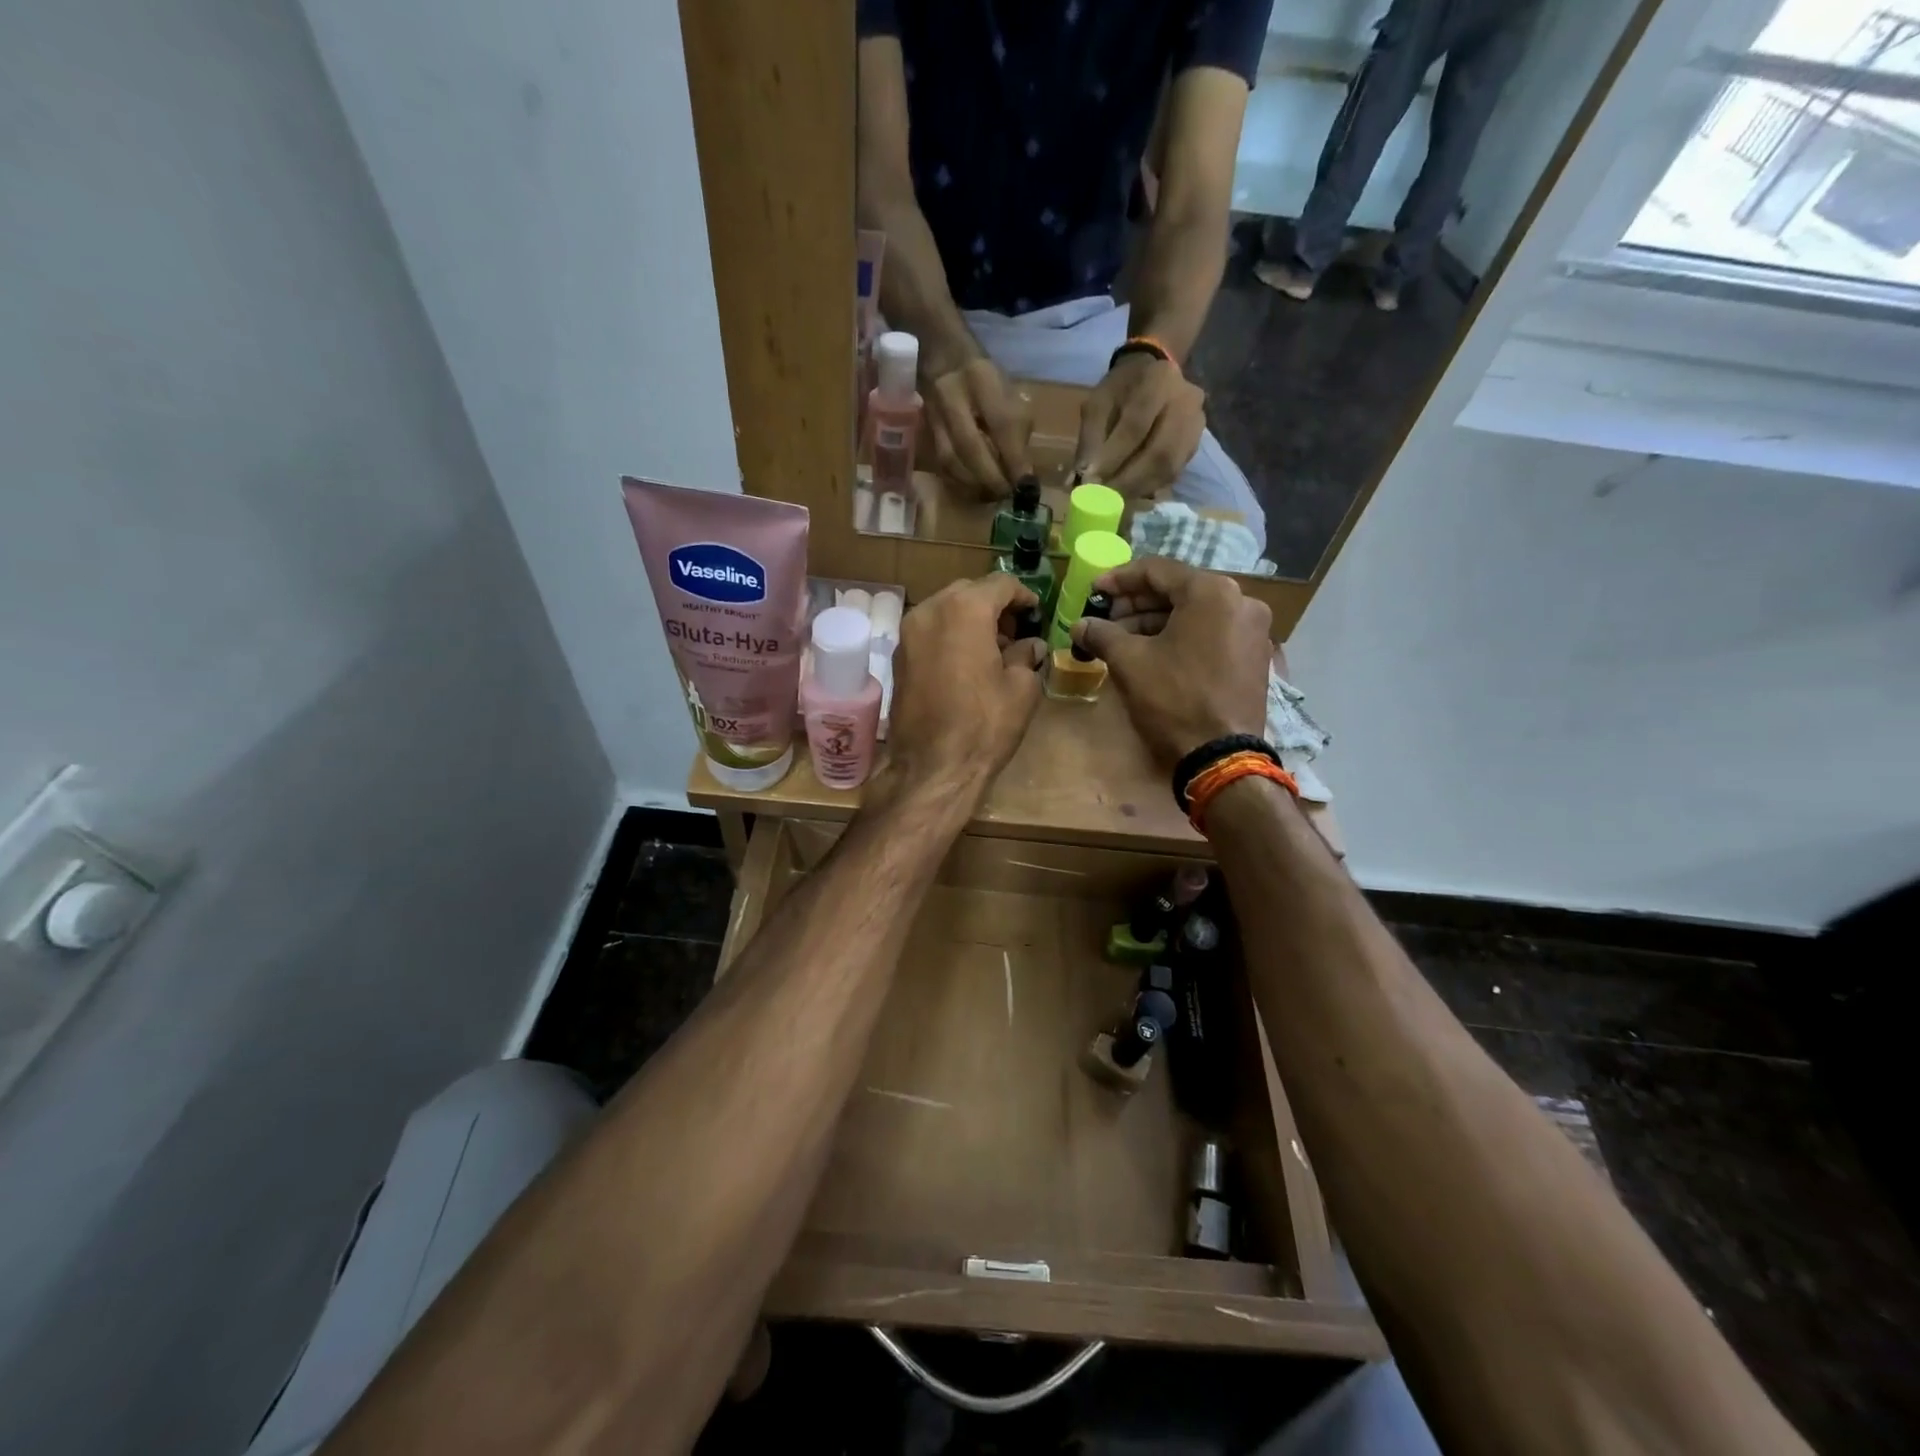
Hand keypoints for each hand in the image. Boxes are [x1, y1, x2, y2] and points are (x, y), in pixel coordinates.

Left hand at [886, 574, 1047, 798]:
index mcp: (964, 609)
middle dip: (994, 606)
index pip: (1000, 584)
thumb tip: (1030, 646)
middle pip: (969, 592)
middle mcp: (929, 610)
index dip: (1024, 596)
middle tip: (1015, 633)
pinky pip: (930, 632)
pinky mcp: (898, 658)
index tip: (1036, 614)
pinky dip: (950, 636)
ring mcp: (908, 634)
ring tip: (993, 650)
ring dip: (970, 620)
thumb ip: (1026, 655)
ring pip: (945, 610)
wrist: (932, 768)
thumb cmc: (984, 724)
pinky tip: (967, 664)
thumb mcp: (1021, 688)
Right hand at [926, 357, 1032, 497]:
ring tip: (993, 495)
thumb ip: (1017, 430)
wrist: (941, 358)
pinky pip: (941, 466)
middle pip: (970, 446)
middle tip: (1008, 495)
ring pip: (951, 460)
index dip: (1014, 458)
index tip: (1027, 486)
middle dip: (992, 478)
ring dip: (975, 485)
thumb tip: (1022, 474)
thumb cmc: (985, 380)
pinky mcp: (925, 432)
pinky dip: (960, 483)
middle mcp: (952, 394)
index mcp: (981, 378)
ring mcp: (933, 414)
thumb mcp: (1009, 394)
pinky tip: (974, 490)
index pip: (1001, 423)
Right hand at [1073, 557, 1270, 763]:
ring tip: (1121, 639)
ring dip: (1156, 622)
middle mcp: (1241, 601)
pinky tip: (1152, 653)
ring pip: (1195, 613)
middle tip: (1105, 618)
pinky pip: (1211, 633)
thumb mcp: (1129, 662)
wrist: (1221, 755)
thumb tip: (1079, 625)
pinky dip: (1181, 637)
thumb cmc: (1174, 699)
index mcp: (1213, 592)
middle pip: (1179, 591)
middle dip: (1137, 604)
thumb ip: (1102, 634)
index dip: (1119, 579)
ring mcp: (1253, 630)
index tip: (1093, 591)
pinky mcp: (1255, 657)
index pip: (1157, 570)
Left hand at [1074, 353, 1205, 496]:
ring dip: (1140, 489)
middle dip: (1129, 481)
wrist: (1154, 375)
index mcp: (1158, 381)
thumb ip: (1091, 439)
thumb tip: (1085, 478)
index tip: (1093, 482)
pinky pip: (1175, 472)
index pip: (1136, 426)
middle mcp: (1186, 401)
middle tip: (1105, 500)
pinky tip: (1132, 492)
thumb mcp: (1098, 404)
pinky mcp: (1196, 444)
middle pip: (1160, 452)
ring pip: (1171, 467)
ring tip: (1116, 500)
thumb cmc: (1121, 390)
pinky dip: (1151, 486)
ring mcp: (1197, 424)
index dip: (1114, 458)